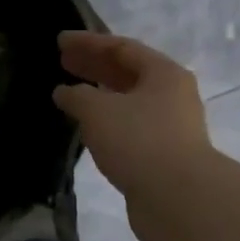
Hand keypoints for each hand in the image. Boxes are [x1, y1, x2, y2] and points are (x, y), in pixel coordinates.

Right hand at [54, 32, 214, 199]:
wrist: (179, 199)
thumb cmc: (139, 141)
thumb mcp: (98, 110)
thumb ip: (77, 95)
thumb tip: (65, 92)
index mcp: (164, 73)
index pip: (122, 47)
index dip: (89, 42)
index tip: (60, 41)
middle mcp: (172, 95)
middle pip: (128, 72)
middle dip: (94, 65)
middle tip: (63, 62)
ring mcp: (170, 127)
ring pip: (129, 102)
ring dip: (100, 95)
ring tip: (71, 94)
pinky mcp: (163, 156)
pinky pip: (130, 128)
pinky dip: (107, 122)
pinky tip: (87, 128)